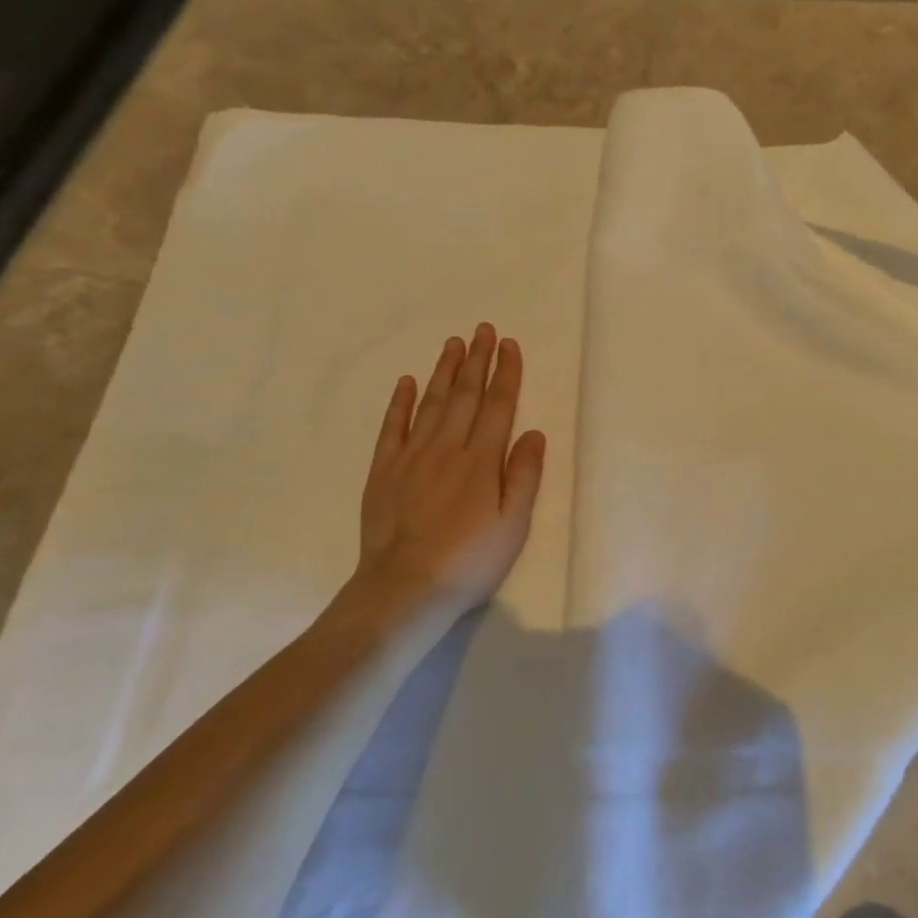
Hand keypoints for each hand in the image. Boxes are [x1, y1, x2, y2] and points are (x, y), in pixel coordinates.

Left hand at [351, 323, 544, 616]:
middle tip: (483, 329)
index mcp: (482, 460)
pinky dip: (400, 402)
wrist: (405, 588)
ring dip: (444, 371)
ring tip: (454, 344)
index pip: (498, 405)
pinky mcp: (384, 470)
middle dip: (477, 360)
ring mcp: (412, 456)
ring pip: (431, 402)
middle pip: (466, 395)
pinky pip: (393, 427)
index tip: (509, 345)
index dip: (506, 373)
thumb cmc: (469, 560)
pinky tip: (407, 381)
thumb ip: (524, 475)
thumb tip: (533, 432)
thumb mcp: (513, 524)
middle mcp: (448, 447)